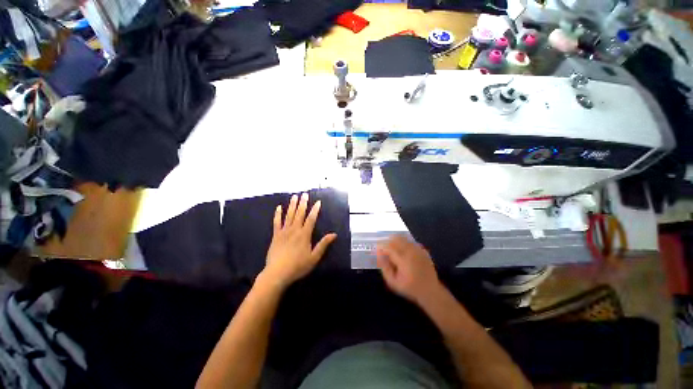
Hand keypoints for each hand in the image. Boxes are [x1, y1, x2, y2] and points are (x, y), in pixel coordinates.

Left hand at [262, 193, 336, 289]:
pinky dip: (278, 214)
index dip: (315, 210)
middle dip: (303, 203)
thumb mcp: (314, 257)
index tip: (318, 202)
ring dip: (292, 205)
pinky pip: (276, 222)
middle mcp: (294, 230)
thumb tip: (334, 234)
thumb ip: (323, 244)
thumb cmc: (298, 266)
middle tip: (305, 194)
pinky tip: (279, 207)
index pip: (311, 219)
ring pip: (289, 215)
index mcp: (304, 234)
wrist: (277, 273)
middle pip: (299, 214)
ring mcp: (284, 232)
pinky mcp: (275, 235)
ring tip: (295, 196)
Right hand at [376, 235, 442, 304]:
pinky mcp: (422, 250)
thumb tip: (379, 254)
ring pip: (403, 238)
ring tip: (394, 251)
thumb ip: (384, 267)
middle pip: (396, 238)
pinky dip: (404, 244)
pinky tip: (403, 253)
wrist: (430, 291)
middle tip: (385, 250)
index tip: (378, 251)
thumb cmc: (409, 288)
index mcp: (403, 259)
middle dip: (388, 242)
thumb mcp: (393, 282)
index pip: (388, 246)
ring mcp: (418, 249)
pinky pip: (410, 242)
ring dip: (396, 242)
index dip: (381, 247)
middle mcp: (411, 251)